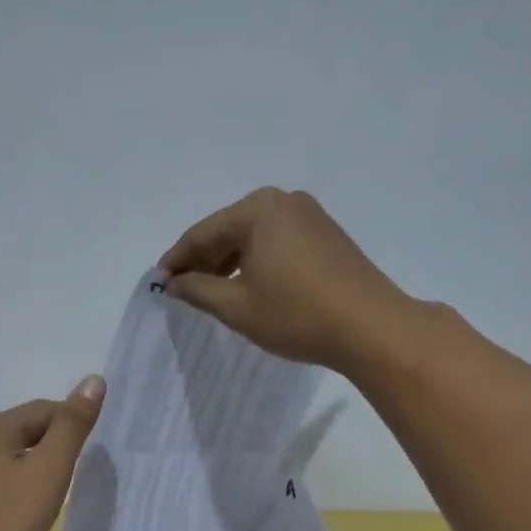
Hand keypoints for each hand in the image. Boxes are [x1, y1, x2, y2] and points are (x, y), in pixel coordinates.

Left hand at [0, 378, 105, 530]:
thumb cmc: (4, 522)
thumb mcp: (48, 472)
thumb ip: (72, 427)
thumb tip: (93, 379)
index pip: (45, 409)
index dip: (74, 425)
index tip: (92, 455)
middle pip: (25, 429)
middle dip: (55, 445)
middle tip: (77, 475)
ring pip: (9, 455)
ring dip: (35, 466)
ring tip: (55, 493)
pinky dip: (16, 485)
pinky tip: (23, 509)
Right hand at [159, 187, 416, 370]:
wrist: (371, 328)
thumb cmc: (297, 315)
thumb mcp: (237, 306)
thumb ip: (198, 290)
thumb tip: (174, 283)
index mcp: (257, 209)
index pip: (202, 234)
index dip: (176, 261)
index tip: (158, 283)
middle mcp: (284, 201)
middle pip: (229, 231)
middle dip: (204, 261)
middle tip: (182, 290)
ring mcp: (311, 216)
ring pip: (255, 238)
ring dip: (230, 263)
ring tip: (212, 293)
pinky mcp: (328, 236)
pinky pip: (278, 244)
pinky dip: (257, 263)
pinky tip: (250, 287)